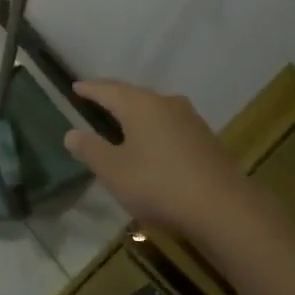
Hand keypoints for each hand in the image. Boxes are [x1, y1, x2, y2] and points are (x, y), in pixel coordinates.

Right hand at [62, 80, 245, 236]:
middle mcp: (166, 104)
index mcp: (140, 105)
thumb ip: (90, 149)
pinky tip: (152, 146)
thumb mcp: (113, 170)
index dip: (90, 89)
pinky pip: (170, 127)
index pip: (108, 89)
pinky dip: (155, 131)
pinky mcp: (206, 140)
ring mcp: (191, 121)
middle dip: (115, 98)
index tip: (76, 86)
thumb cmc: (158, 184)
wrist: (223, 208)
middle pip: (134, 95)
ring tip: (123, 123)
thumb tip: (71, 133)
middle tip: (98, 101)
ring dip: (137, 115)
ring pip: (156, 110)